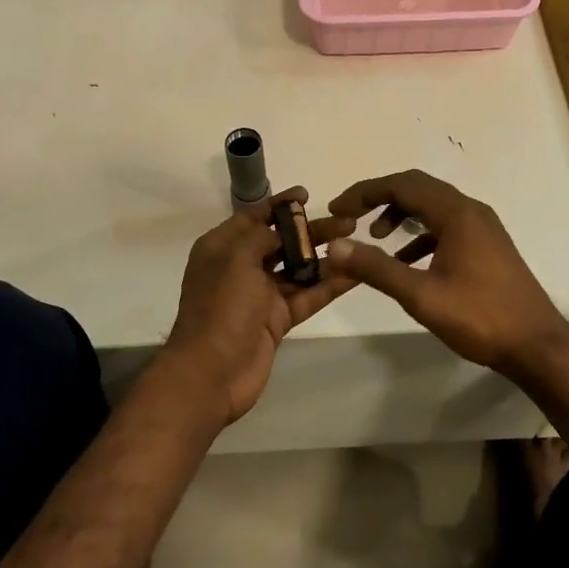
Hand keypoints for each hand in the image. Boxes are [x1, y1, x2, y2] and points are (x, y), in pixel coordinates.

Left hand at [161, 187, 357, 425]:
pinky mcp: (277, 320)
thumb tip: (283, 232)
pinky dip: (329, 285)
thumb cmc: (220, 307)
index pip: (253, 217)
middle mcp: (240, 267)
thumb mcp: (236, 258)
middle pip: (281, 241)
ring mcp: (260, 295)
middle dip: (312, 230)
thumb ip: (262, 237)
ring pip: (298, 269)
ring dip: (325, 256)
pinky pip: (307, 296)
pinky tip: (355, 274)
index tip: (306, 194)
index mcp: (221, 248)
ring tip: (357, 242)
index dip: (279, 205)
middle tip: (348, 221)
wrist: (211, 373)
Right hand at [323, 170, 568, 382]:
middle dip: (380, 198)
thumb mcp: (421, 295)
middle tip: (350, 217)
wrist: (537, 345)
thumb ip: (376, 268)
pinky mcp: (487, 246)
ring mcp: (483, 228)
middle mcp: (471, 211)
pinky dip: (421, 236)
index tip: (337, 209)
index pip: (402, 185)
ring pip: (433, 207)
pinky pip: (446, 226)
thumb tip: (334, 247)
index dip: (364, 193)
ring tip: (375, 239)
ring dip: (401, 215)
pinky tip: (406, 261)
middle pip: (418, 188)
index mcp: (456, 214)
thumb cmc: (479, 317)